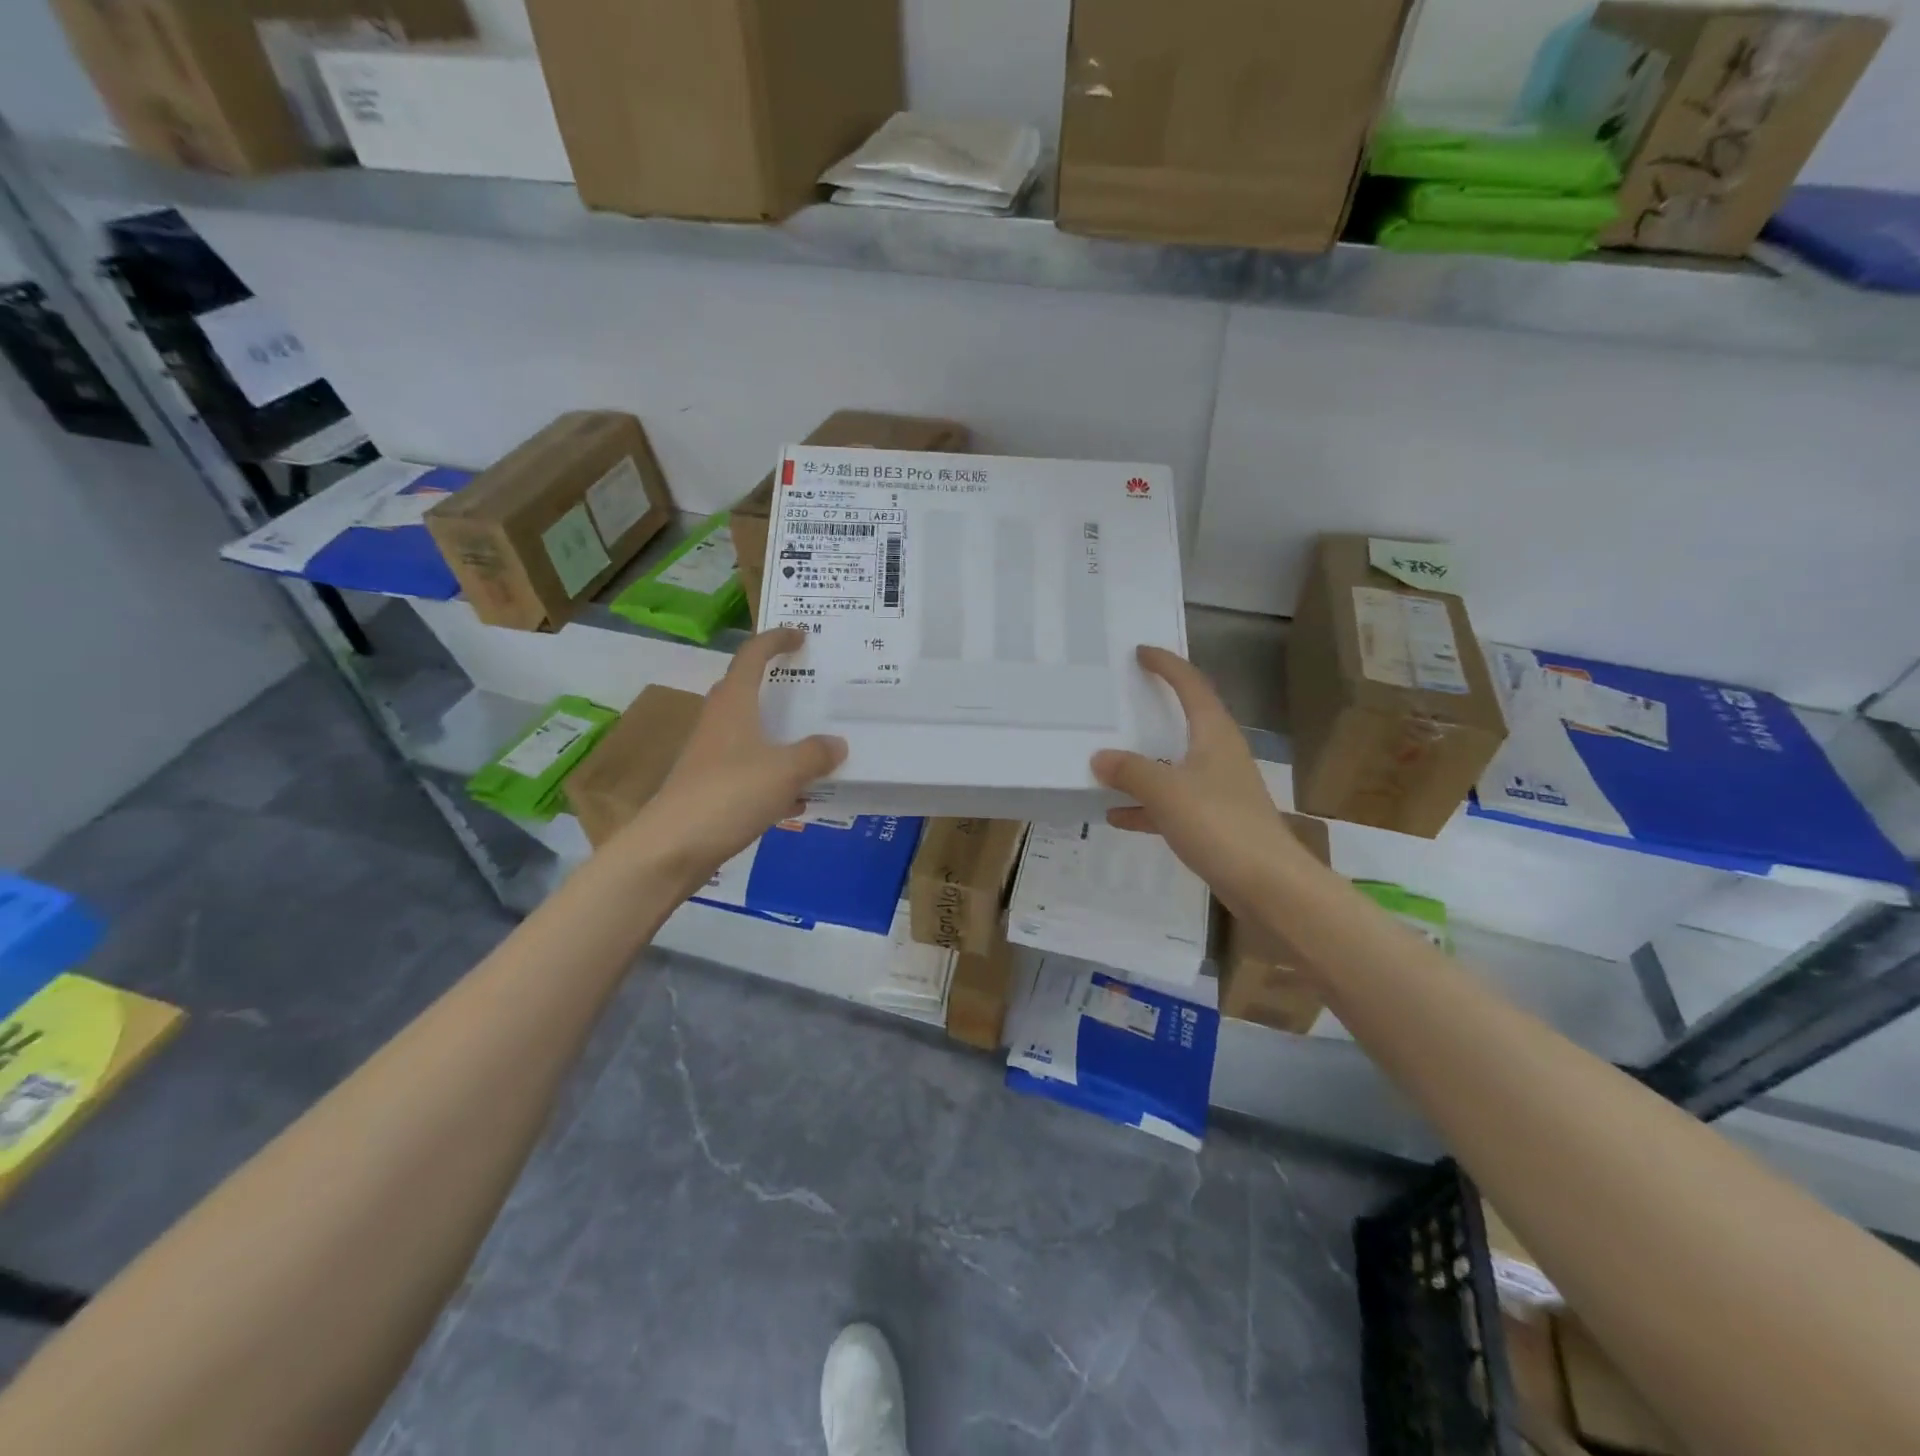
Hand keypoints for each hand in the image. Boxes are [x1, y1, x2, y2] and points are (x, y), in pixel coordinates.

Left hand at [630, 628, 846, 887]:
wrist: (672, 848)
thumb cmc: (729, 795)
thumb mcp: (785, 771)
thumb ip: (815, 754)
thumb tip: (836, 743)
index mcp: (733, 705)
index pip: (752, 656)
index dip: (775, 640)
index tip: (801, 636)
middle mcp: (719, 724)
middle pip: (746, 692)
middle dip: (776, 687)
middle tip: (810, 689)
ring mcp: (711, 757)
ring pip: (750, 735)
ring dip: (778, 736)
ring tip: (815, 745)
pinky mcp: (710, 789)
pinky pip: (749, 771)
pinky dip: (774, 776)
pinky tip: (797, 799)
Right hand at [1091, 646, 1309, 917]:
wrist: (1269, 886)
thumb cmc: (1220, 825)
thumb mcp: (1166, 792)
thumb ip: (1130, 771)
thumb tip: (1100, 757)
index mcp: (1214, 734)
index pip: (1191, 685)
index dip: (1167, 665)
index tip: (1141, 652)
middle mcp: (1219, 755)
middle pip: (1185, 721)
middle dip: (1154, 710)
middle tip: (1121, 699)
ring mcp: (1218, 790)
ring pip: (1175, 765)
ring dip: (1144, 764)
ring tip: (1106, 761)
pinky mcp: (1215, 822)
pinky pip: (1173, 803)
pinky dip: (1147, 806)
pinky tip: (1117, 816)